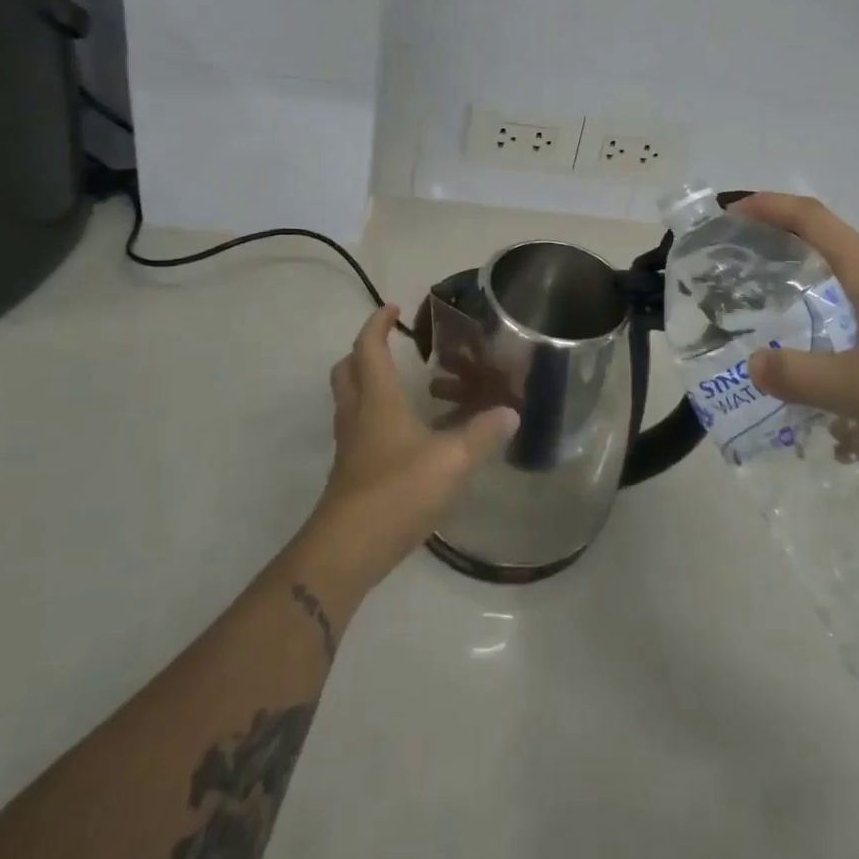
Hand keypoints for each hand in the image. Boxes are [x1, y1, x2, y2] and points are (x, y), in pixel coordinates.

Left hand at [308, 305, 517, 580]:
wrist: (348, 550)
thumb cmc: (398, 491)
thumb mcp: (452, 460)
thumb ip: (483, 434)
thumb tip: (511, 412)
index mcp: (377, 399)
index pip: (369, 348)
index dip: (378, 324)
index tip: (393, 308)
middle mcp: (357, 415)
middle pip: (347, 370)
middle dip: (365, 351)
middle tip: (391, 346)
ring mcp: (350, 446)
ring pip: (350, 400)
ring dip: (367, 384)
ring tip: (403, 387)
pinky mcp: (351, 473)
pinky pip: (359, 430)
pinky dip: (375, 417)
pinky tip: (405, 436)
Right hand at [736, 193, 858, 459]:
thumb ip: (803, 376)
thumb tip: (754, 363)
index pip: (811, 218)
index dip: (768, 206)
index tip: (731, 210)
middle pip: (824, 235)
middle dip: (777, 234)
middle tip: (736, 254)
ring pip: (844, 268)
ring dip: (803, 267)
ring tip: (768, 294)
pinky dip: (827, 300)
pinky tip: (822, 344)